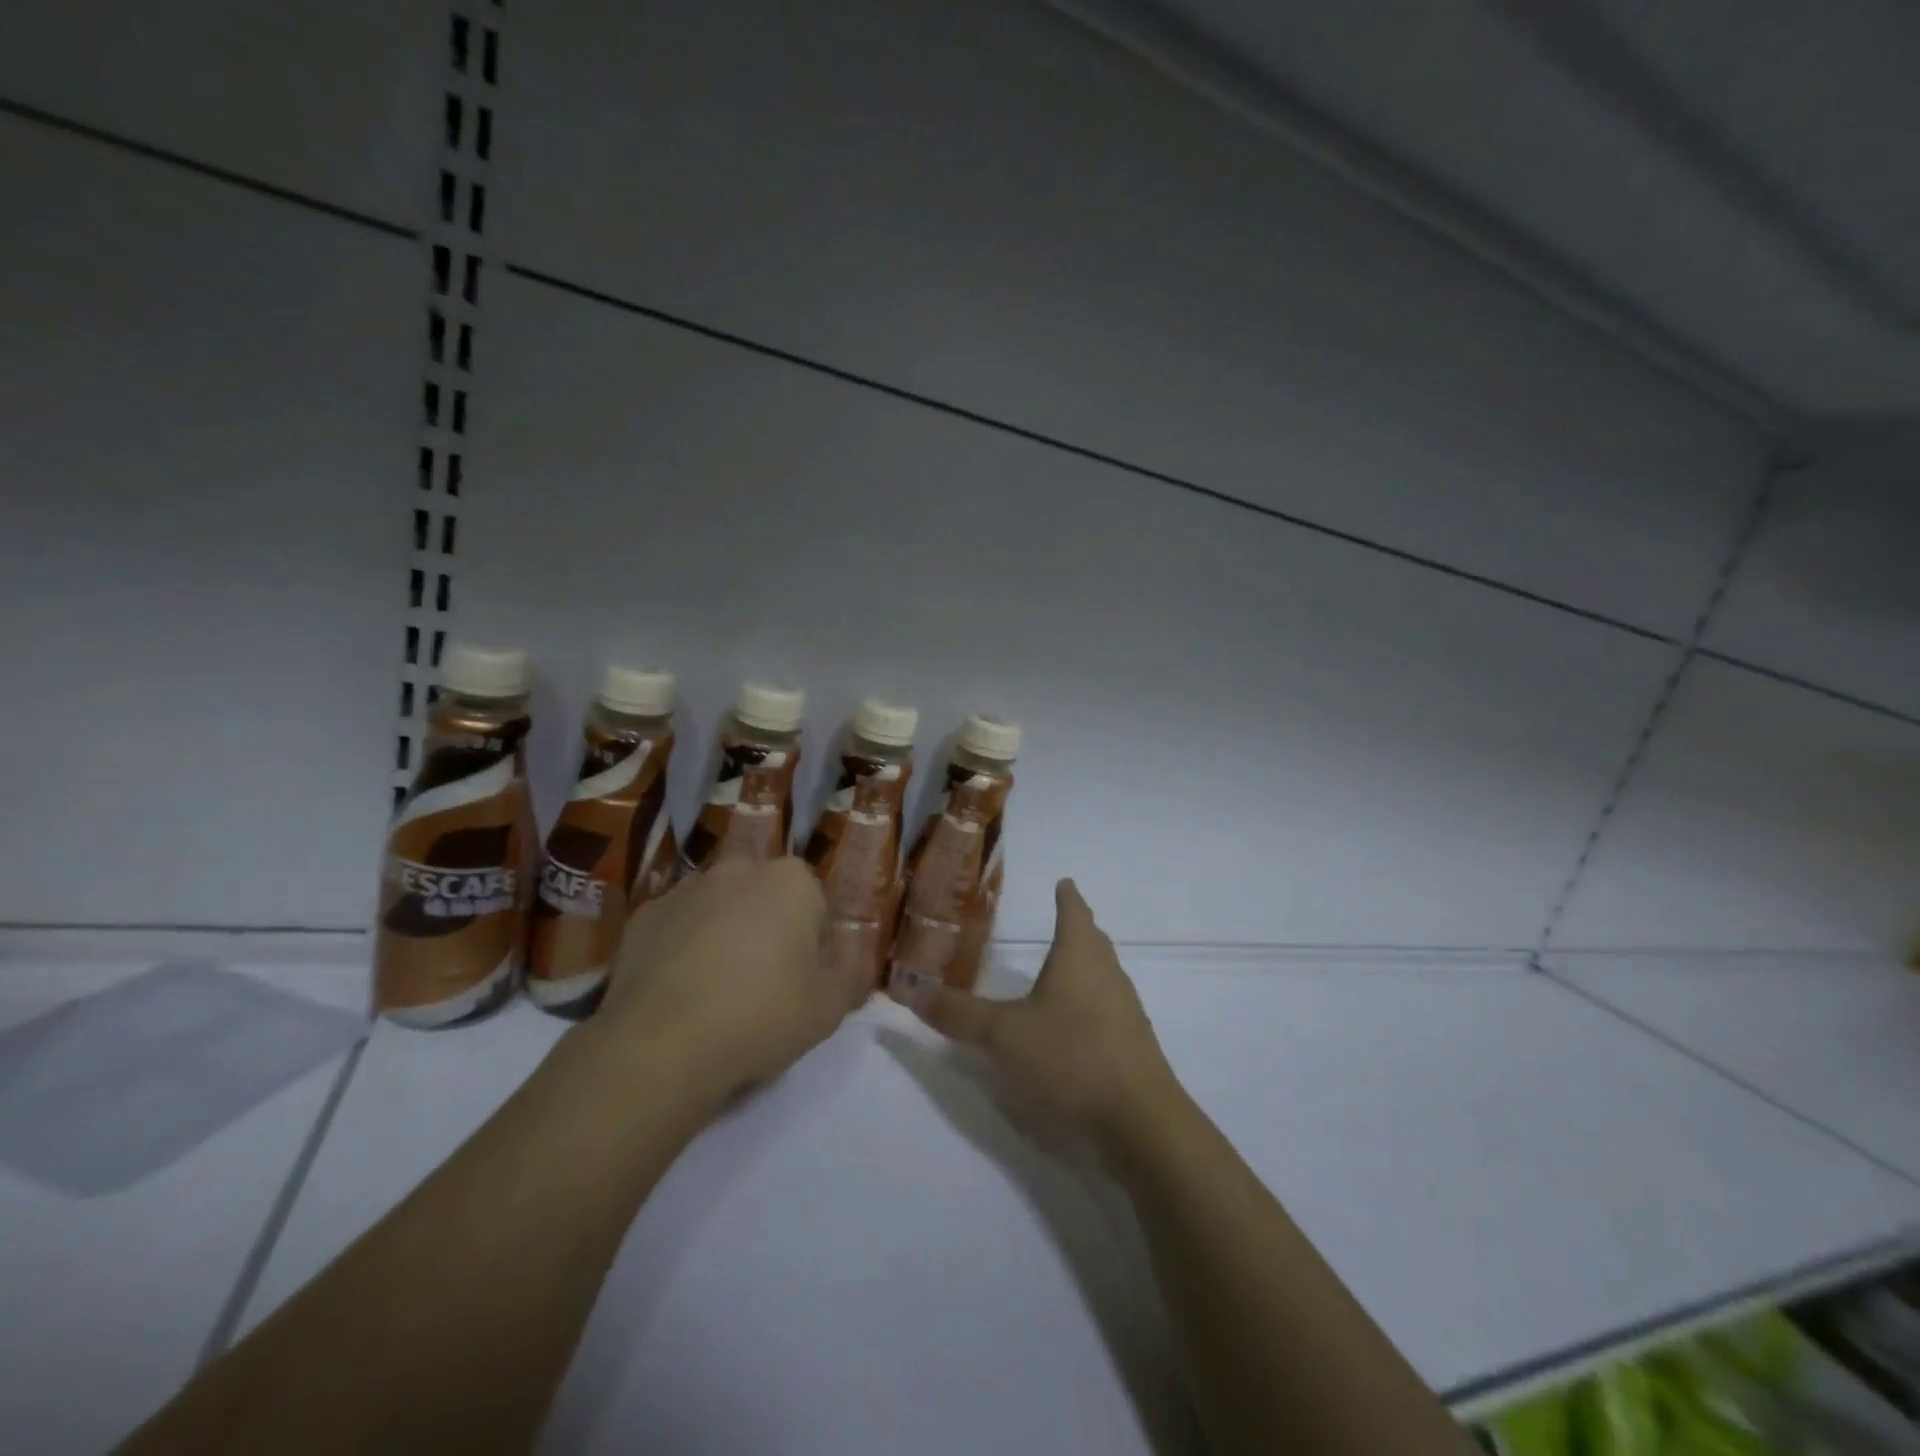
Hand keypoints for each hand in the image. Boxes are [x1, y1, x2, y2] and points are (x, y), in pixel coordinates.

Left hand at [593, 857, 857, 1106]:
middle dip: (768, 932)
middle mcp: (739, 869)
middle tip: (763, 988)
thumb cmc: (762, 1016)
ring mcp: (686, 888)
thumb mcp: (830, 1007)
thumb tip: (852, 957)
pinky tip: (679, 994)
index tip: (803, 985)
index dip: (814, 948)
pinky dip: (682, 950)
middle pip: (766, 901)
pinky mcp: (644, 915)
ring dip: (725, 937)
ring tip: (716, 994)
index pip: (816, 907)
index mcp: (791, 881)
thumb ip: (852, 973)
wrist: (661, 1044)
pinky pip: (677, 928)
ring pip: (720, 910)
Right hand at [896, 878, 1182, 1151]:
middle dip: (1079, 927)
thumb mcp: (1003, 1035)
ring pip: (1104, 974)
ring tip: (1065, 967)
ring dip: (1086, 965)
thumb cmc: (1070, 1056)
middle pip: (1093, 941)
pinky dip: (1091, 1001)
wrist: (1140, 1120)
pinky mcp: (1133, 1045)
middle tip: (1064, 918)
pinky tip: (1075, 1023)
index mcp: (1079, 956)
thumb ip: (958, 1014)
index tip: (1064, 882)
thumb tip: (911, 989)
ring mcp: (1125, 1010)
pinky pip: (1109, 1008)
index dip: (1067, 897)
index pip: (1074, 912)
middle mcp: (1107, 974)